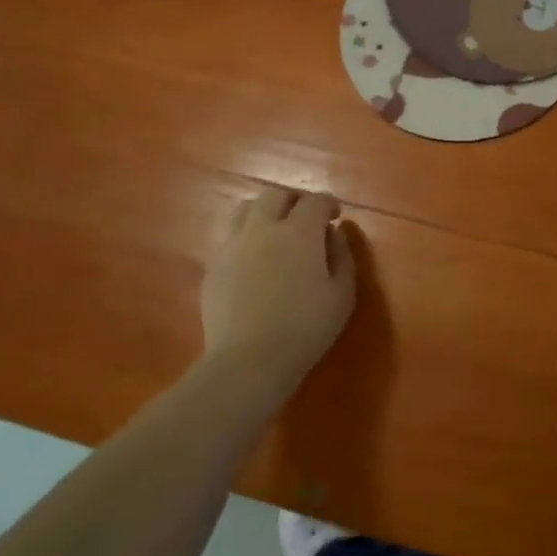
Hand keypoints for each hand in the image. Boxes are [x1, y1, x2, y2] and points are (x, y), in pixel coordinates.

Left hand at [200, 186, 355, 411]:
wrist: (248, 360)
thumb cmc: (304, 329)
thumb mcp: (342, 295)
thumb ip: (342, 256)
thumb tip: (334, 233)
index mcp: (298, 232)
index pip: (314, 201)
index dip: (328, 203)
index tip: (335, 216)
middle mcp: (262, 228)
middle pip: (276, 195)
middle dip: (295, 201)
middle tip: (307, 219)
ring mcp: (233, 245)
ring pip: (247, 208)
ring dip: (266, 211)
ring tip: (277, 231)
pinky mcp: (214, 265)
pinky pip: (231, 236)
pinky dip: (247, 236)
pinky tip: (255, 258)